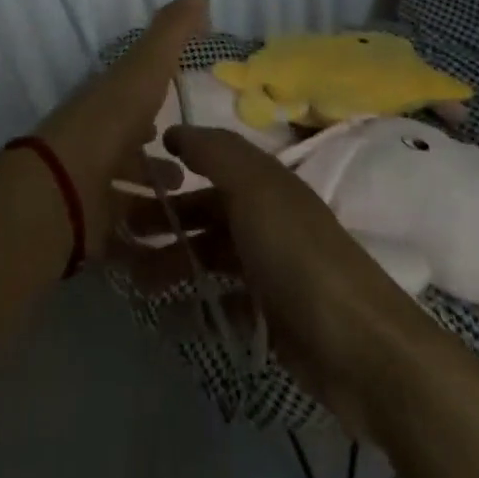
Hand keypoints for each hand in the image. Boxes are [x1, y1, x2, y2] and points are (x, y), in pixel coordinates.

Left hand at [33, 0, 205, 256]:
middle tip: (189, 160)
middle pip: (127, 140)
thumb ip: (170, 33)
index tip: (180, 99)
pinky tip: (172, 240)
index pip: (132, 92)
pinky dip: (146, 234)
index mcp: (105, 101)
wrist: (61, 192)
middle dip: (155, 147)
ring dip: (152, 187)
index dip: (153, 92)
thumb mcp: (143, 70)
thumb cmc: (108, 125)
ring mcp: (90, 184)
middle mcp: (95, 139)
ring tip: (185, 196)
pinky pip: (123, 228)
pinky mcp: (90, 226)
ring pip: (125, 184)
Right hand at [117, 124, 442, 433]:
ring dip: (172, 264)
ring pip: (209, 257)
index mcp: (264, 183)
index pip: (211, 163)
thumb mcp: (254, 189)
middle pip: (205, 212)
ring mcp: (269, 269)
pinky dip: (195, 306)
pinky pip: (223, 303)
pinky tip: (167, 318)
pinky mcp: (271, 316)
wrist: (359, 347)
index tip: (130, 174)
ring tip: (133, 280)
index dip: (174, 164)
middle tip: (118, 236)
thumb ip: (215, 153)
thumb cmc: (297, 255)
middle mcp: (265, 219)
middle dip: (163, 220)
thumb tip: (175, 129)